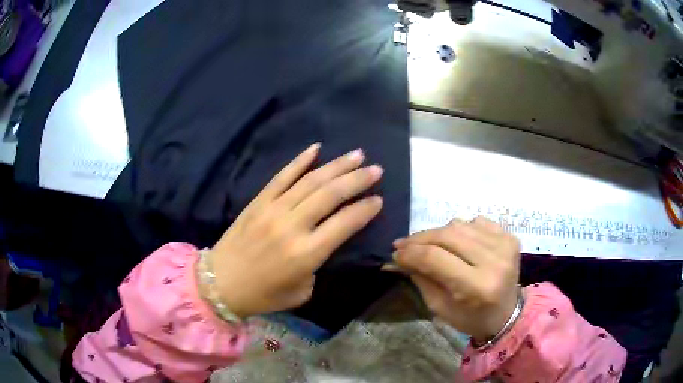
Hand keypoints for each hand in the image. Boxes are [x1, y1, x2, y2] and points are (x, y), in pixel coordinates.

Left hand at [208, 144, 383, 318]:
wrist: (220, 284)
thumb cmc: (263, 295)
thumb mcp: (301, 291)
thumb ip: (317, 264)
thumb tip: (323, 241)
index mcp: (306, 254)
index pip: (345, 223)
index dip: (365, 210)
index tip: (379, 200)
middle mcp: (292, 226)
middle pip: (331, 195)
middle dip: (358, 179)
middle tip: (376, 169)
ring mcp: (273, 210)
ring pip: (310, 180)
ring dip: (336, 165)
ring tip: (357, 154)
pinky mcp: (258, 202)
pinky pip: (281, 176)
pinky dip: (299, 161)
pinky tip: (316, 148)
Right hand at [391, 217, 519, 341]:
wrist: (507, 314)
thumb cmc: (471, 318)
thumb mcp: (440, 307)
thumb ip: (421, 279)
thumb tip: (400, 257)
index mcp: (477, 287)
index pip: (436, 258)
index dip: (411, 253)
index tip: (395, 253)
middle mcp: (494, 261)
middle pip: (448, 236)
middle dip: (420, 239)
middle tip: (404, 244)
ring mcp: (505, 245)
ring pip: (460, 225)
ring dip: (438, 233)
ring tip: (428, 244)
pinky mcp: (510, 237)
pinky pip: (476, 222)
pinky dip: (461, 229)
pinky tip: (456, 243)